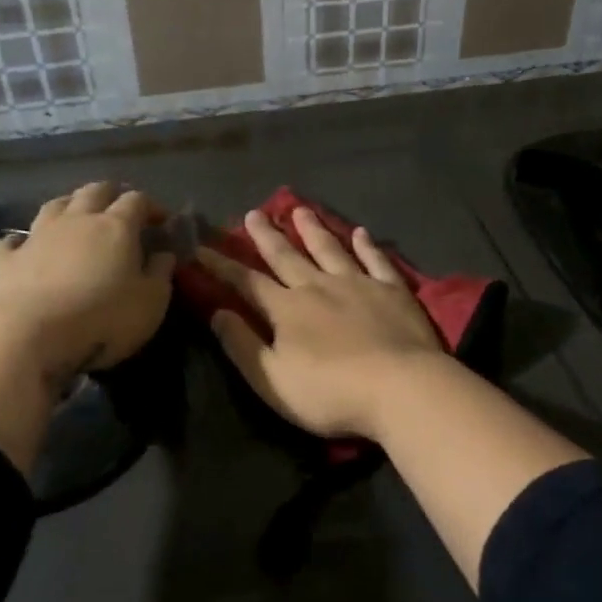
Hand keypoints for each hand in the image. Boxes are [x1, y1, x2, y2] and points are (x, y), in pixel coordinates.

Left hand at [0, 182, 174, 389]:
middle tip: (120, 207)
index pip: (137, 201)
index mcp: (116, 227)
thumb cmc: (102, 319)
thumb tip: (164, 254)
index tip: (160, 221)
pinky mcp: (3, 260)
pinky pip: (12, 241)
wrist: (27, 335)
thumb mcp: (150, 303)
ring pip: (54, 205)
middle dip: (110, 194)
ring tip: (77, 216)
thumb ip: (160, 274)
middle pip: (95, 191)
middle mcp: (76, 220)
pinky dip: (22, 241)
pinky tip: (23, 248)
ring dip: (69, 206)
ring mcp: (36, 236)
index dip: (151, 206)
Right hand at [199, 207, 443, 440]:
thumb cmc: (330, 392)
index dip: (222, 265)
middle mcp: (319, 286)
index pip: (247, 282)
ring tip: (300, 209)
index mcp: (288, 309)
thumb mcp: (272, 380)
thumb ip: (242, 345)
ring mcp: (359, 284)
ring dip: (313, 229)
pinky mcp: (392, 290)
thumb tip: (216, 313)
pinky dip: (367, 245)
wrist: (400, 387)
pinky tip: (361, 233)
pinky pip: (376, 260)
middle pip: (288, 256)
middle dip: (267, 235)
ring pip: (330, 249)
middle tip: (254, 212)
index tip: (201, 247)